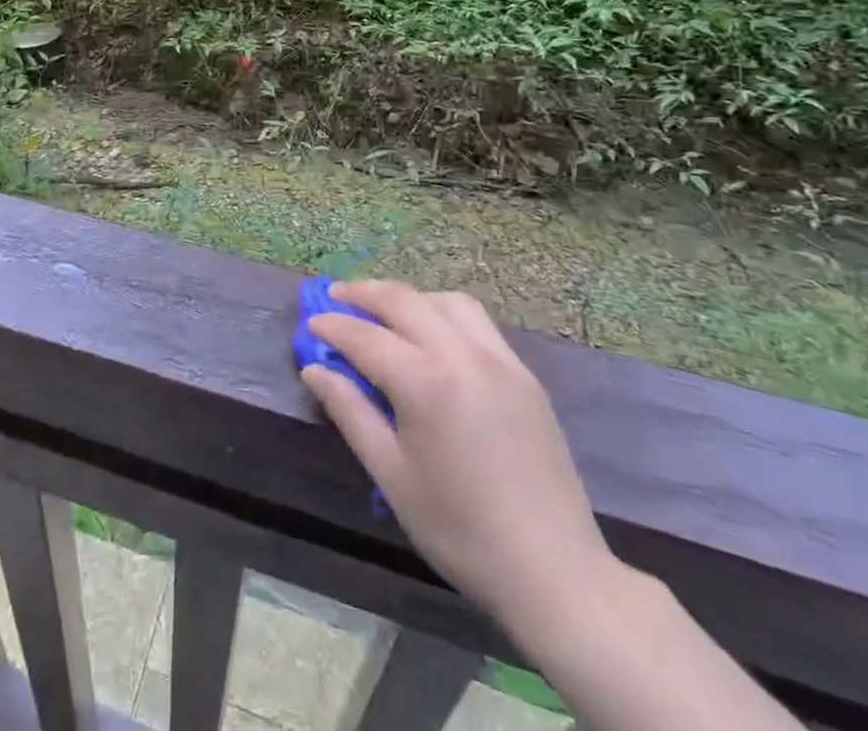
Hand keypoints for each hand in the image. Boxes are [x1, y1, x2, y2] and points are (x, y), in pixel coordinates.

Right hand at [301, 282, 611, 632]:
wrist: (556, 573)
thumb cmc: (460, 531)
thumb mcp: (391, 475)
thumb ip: (350, 412)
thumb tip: (314, 369)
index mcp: (427, 383)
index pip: (366, 336)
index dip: (332, 326)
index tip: (311, 324)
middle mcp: (464, 356)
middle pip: (404, 301)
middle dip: (364, 293)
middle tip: (335, 297)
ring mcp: (500, 360)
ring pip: (445, 301)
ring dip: (408, 298)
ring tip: (384, 313)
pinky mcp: (524, 374)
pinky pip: (477, 322)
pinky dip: (443, 313)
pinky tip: (431, 336)